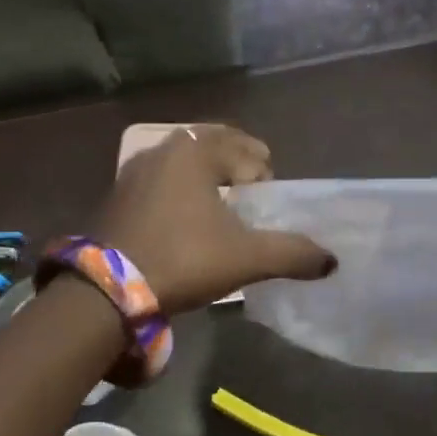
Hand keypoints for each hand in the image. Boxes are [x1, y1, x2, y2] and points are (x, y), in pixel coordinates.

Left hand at [97, 124, 334, 314]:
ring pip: (183, 161)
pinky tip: (186, 215)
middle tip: (253, 185)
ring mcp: (135, 171)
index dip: (262, 167)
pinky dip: (180, 188)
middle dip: (236, 161)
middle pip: (211, 145)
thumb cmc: (183, 259)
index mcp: (195, 153)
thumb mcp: (245, 258)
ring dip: (206, 173)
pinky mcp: (117, 195)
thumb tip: (330, 261)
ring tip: (222, 199)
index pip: (242, 148)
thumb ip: (292, 254)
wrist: (106, 290)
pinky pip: (161, 179)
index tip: (269, 191)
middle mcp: (163, 151)